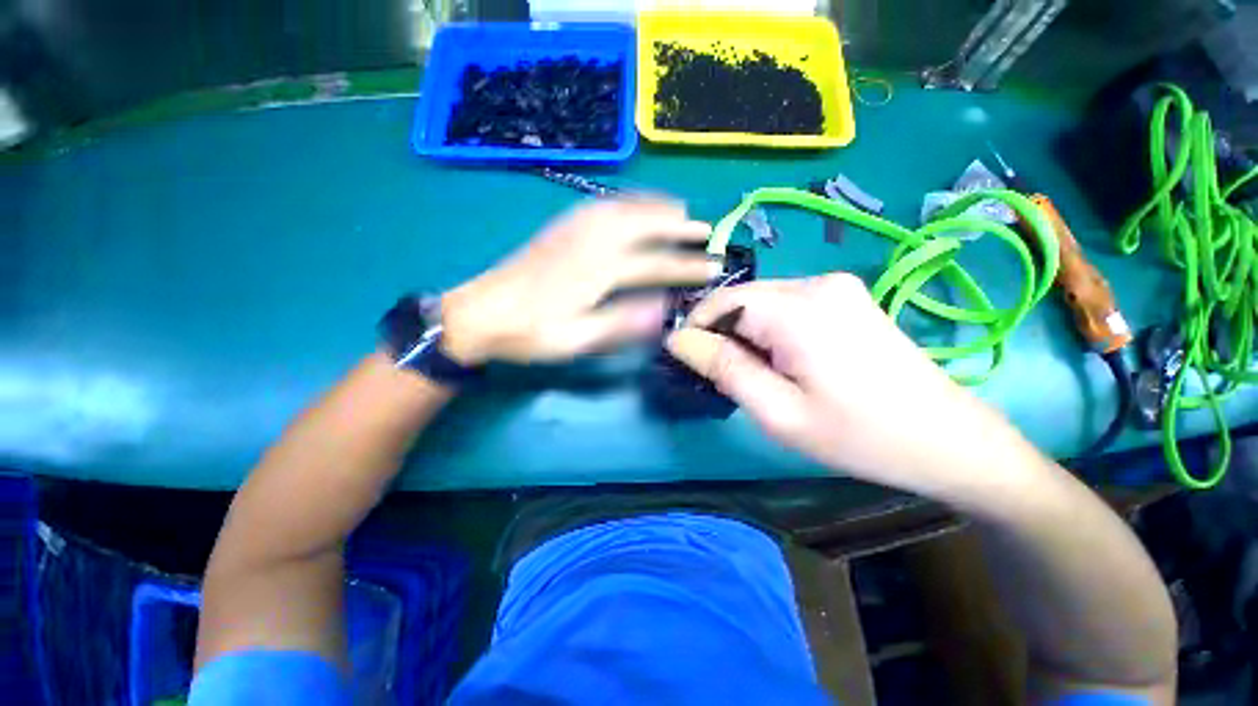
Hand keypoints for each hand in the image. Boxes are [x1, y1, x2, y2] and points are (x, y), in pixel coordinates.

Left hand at [441, 198, 715, 363]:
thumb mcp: (576, 339)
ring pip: (625, 207)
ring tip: (680, 210)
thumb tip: (663, 310)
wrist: (479, 313)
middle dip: (679, 227)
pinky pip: (603, 204)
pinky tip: (633, 206)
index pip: (655, 264)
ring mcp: (573, 228)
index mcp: (597, 269)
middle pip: (644, 224)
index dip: (687, 266)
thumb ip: (621, 324)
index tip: (714, 266)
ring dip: (656, 207)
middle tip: (705, 230)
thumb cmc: (529, 332)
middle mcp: (590, 240)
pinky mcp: (561, 227)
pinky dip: (628, 201)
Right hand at [666, 274, 1028, 495]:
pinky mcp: (846, 297)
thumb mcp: (777, 411)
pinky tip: (786, 362)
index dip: (697, 330)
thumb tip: (678, 339)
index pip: (721, 302)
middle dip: (723, 335)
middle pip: (741, 299)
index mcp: (798, 308)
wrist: (947, 438)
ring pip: (761, 302)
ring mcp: (836, 286)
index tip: (693, 365)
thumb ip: (723, 368)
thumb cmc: (858, 434)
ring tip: (760, 375)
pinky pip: (786, 305)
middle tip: (729, 379)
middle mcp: (816, 282)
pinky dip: (770, 330)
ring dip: (746, 334)